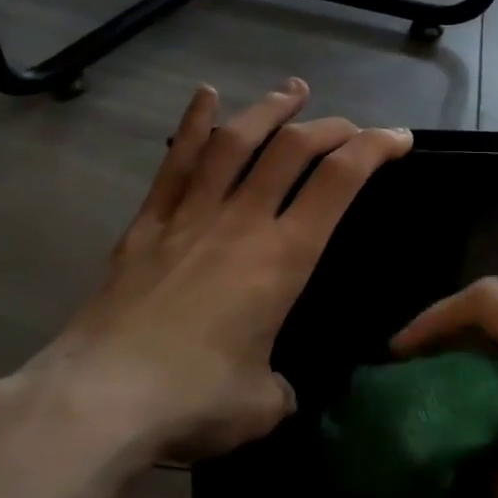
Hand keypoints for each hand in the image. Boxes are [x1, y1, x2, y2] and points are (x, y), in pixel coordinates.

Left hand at [0, 80, 411, 464]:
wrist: (98, 402)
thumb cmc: (193, 401)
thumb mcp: (262, 406)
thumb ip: (280, 389)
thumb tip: (276, 389)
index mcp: (283, 259)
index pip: (339, 182)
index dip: (375, 149)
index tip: (399, 138)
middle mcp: (241, 223)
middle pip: (292, 150)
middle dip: (330, 128)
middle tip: (350, 126)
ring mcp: (189, 217)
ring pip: (236, 143)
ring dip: (269, 110)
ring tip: (293, 91)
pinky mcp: (146, 226)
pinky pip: (175, 164)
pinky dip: (194, 125)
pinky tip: (206, 95)